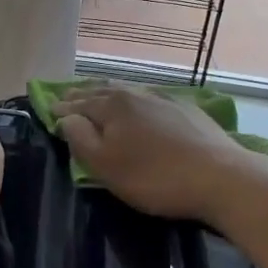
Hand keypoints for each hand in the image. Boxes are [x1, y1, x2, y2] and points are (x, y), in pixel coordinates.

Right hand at [53, 85, 253, 221]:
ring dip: (108, 94)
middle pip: (102, 90)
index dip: (61, 107)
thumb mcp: (105, 166)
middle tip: (67, 97)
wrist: (220, 177)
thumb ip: (80, 138)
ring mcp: (164, 98)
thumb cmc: (154, 177)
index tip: (47, 108)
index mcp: (112, 105)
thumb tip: (65, 117)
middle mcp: (136, 93)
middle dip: (83, 94)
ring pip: (128, 91)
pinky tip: (140, 106)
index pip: (78, 103)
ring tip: (99, 97)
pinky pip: (150, 98)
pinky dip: (135, 101)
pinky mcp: (187, 109)